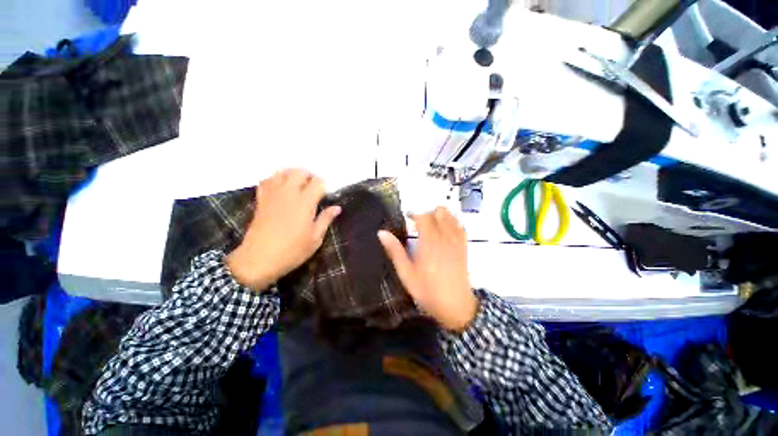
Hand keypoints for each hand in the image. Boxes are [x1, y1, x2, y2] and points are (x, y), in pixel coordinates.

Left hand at [226, 169, 340, 289]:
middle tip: (313, 186)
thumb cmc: (292, 251)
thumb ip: (326, 219)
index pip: (317, 182)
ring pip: (282, 173)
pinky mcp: (261, 200)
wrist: (258, 260)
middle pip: (299, 172)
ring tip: (298, 184)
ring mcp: (272, 195)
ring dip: (292, 174)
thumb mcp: (315, 238)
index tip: (325, 194)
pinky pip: (267, 181)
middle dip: (309, 175)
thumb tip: (337, 207)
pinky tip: (280, 188)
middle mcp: (288, 194)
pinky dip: (275, 179)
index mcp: (305, 203)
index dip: (323, 185)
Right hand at [378, 207, 477, 330]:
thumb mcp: (406, 274)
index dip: (415, 213)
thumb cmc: (428, 291)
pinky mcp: (464, 245)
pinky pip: (459, 225)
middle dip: (427, 213)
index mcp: (429, 243)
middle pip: (439, 211)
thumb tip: (382, 232)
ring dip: (439, 216)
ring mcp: (457, 240)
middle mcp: (445, 237)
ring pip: (450, 215)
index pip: (424, 216)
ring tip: (431, 228)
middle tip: (418, 225)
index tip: (408, 219)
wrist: (456, 306)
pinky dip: (451, 222)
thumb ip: (395, 251)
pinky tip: (444, 232)